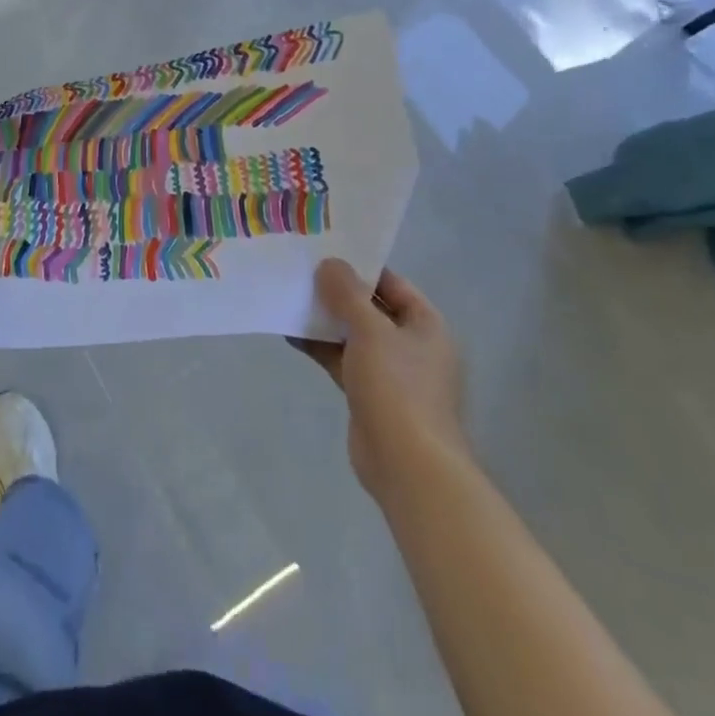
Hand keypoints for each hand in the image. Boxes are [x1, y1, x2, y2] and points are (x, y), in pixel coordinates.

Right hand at [291, 260, 466, 503]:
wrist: (407, 465)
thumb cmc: (397, 388)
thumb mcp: (370, 331)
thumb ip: (347, 295)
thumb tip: (329, 263)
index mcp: (426, 325)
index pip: (391, 283)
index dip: (359, 266)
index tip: (324, 251)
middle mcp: (411, 344)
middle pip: (370, 307)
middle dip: (336, 292)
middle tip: (299, 271)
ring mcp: (391, 372)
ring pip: (353, 334)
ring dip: (324, 319)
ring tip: (288, 298)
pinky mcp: (369, 394)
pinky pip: (342, 359)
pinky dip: (321, 346)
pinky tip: (290, 334)